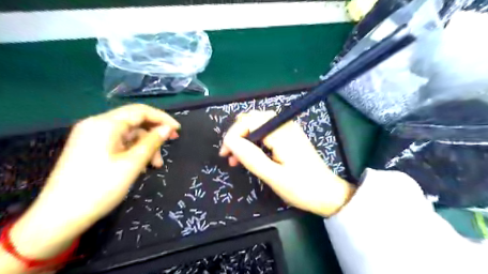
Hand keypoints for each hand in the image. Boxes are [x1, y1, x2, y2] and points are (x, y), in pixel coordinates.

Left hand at [9, 105, 179, 261]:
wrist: (59, 218)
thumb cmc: (100, 188)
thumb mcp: (132, 164)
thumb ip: (152, 142)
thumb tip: (167, 128)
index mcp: (105, 124)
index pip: (140, 111)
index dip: (162, 118)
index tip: (178, 130)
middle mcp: (96, 125)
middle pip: (134, 121)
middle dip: (154, 133)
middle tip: (170, 146)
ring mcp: (91, 136)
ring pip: (128, 134)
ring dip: (145, 146)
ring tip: (155, 165)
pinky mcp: (89, 148)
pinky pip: (118, 142)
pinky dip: (133, 151)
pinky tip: (140, 166)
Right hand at [221, 110, 354, 215]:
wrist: (328, 194)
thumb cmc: (302, 188)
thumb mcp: (273, 176)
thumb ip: (251, 157)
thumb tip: (230, 142)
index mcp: (281, 132)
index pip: (249, 121)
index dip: (233, 135)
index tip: (225, 154)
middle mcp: (285, 125)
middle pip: (253, 119)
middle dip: (237, 135)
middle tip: (229, 156)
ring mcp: (288, 130)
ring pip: (258, 125)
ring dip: (244, 138)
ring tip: (235, 158)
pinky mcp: (289, 136)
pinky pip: (266, 132)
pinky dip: (254, 141)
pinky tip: (250, 154)